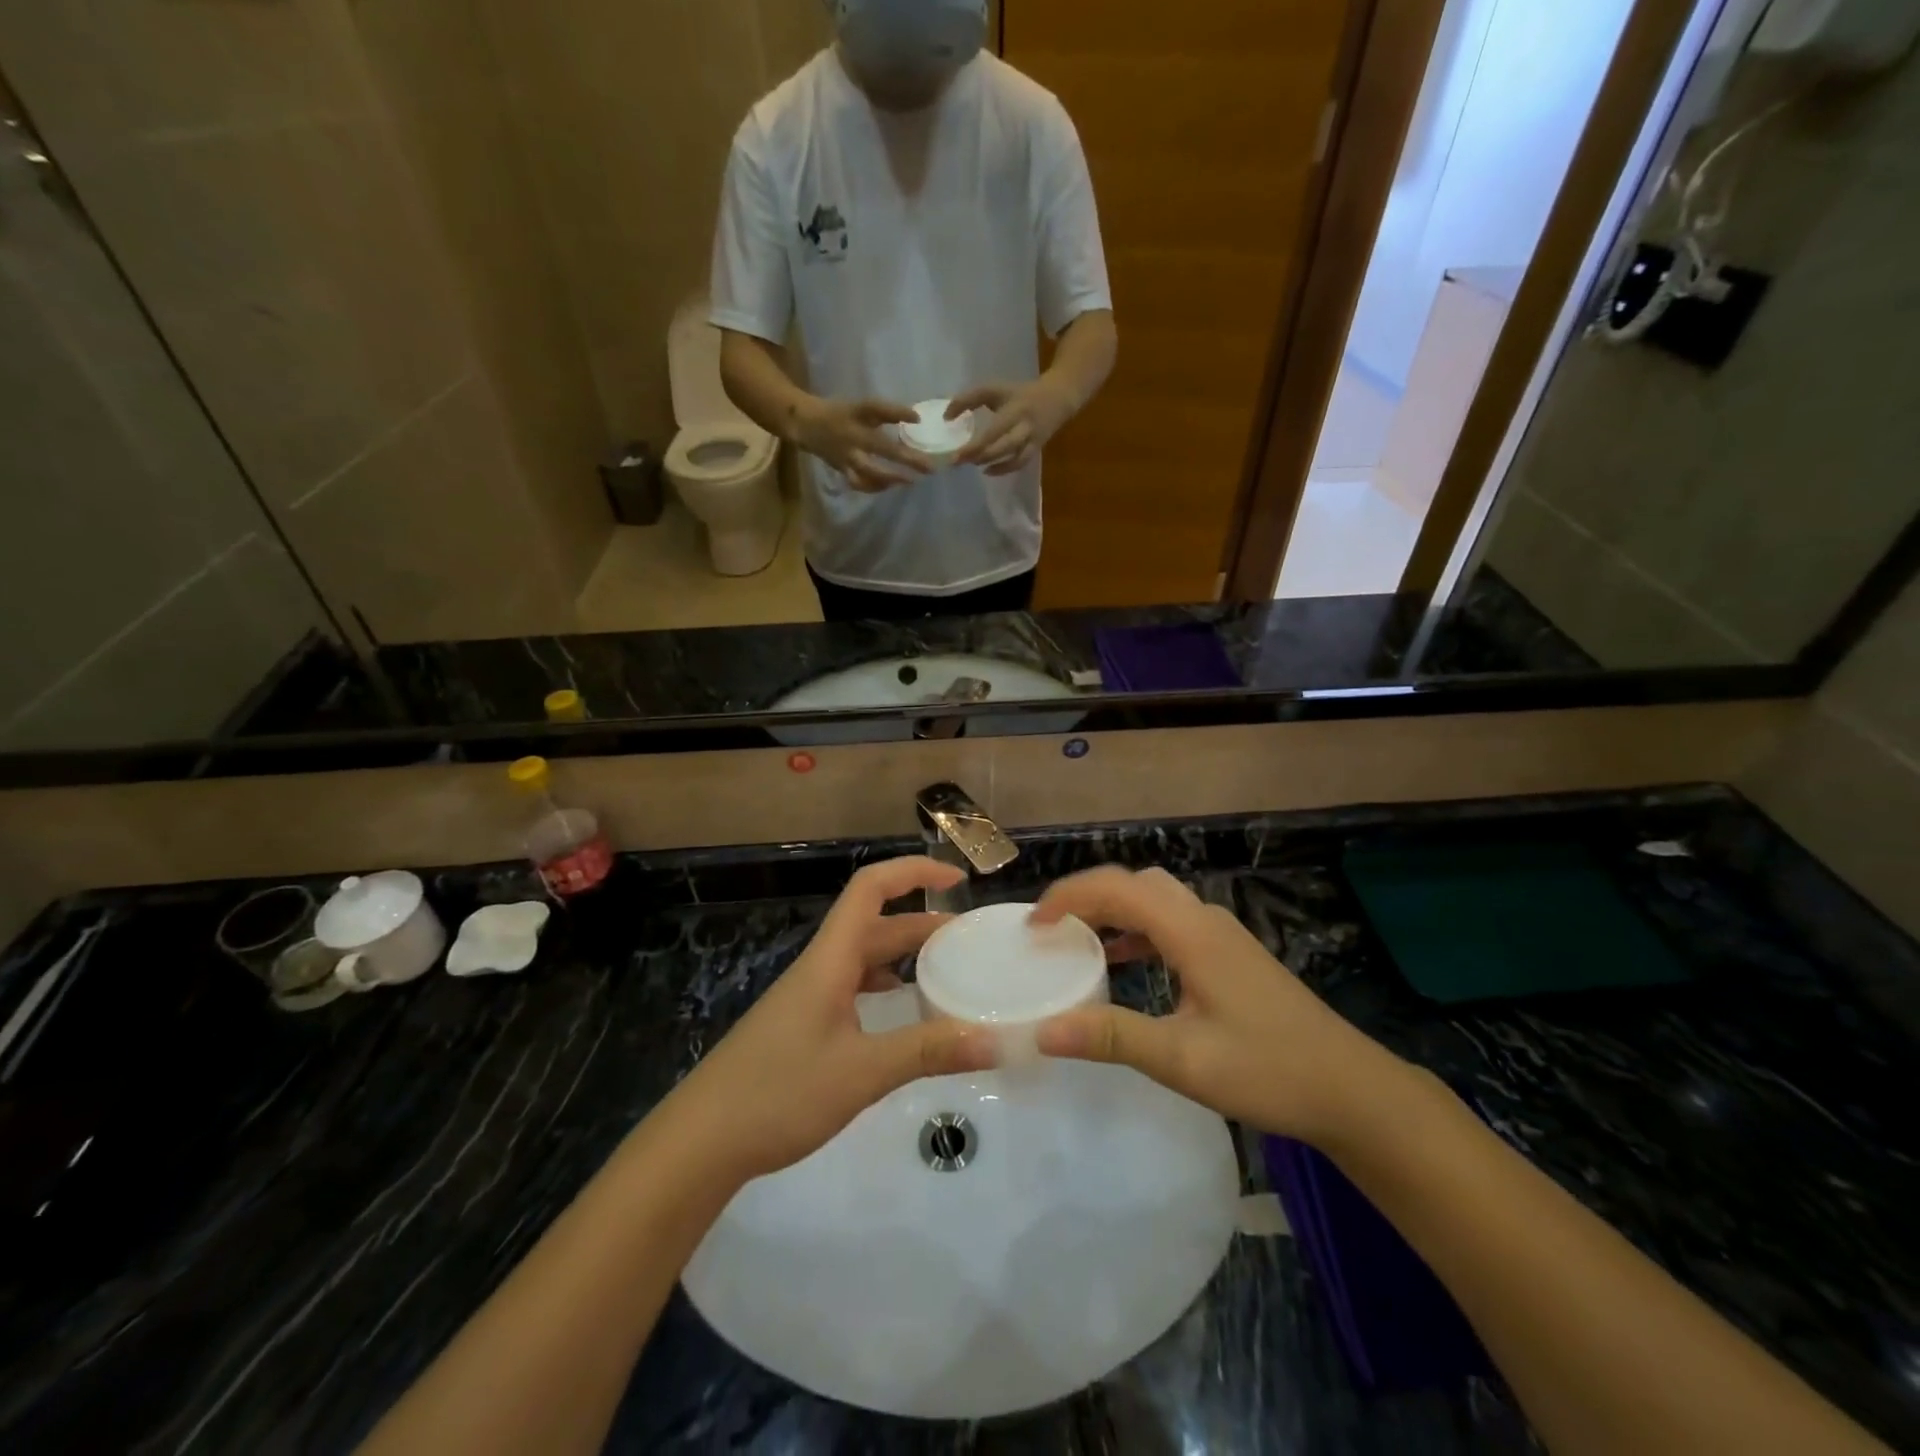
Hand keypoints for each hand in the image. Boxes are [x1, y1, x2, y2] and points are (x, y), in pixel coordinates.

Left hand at [664, 858, 997, 1183]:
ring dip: (905, 957)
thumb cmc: (778, 1093)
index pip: (870, 888)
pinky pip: (853, 989)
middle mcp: (820, 968)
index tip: (958, 880)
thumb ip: (927, 1052)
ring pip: (864, 959)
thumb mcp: (861, 1073)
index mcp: (830, 960)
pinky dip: (885, 989)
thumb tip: (992, 1040)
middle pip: (875, 925)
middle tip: (970, 942)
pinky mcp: (803, 1026)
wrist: (700, 1141)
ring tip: (947, 974)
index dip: (914, 872)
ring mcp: (809, 998)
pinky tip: (903, 1015)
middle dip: (923, 923)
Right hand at [791, 396, 934, 491]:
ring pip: (870, 470)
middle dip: (907, 459)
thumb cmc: (840, 414)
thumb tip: (917, 421)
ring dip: (891, 477)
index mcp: (857, 413)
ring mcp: (846, 454)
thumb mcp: (862, 408)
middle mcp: (853, 435)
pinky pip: (859, 482)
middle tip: (929, 468)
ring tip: (910, 481)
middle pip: (882, 447)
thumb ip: (887, 413)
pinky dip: (874, 486)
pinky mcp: (841, 468)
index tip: (918, 419)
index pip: (878, 409)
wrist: (805, 424)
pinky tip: (889, 486)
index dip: (898, 412)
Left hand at [948, 376, 1076, 475]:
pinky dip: (1003, 469)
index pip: (991, 429)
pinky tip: (987, 471)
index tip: (954, 452)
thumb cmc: (1020, 394)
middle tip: (957, 462)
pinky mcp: (1036, 449)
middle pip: (1002, 445)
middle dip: (979, 455)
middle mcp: (1024, 426)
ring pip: (1013, 457)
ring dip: (992, 463)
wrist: (1058, 398)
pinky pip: (1019, 463)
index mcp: (1014, 409)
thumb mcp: (995, 389)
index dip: (973, 443)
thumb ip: (970, 399)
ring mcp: (1032, 440)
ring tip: (972, 464)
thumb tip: (946, 417)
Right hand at [1031, 867, 1395, 1144]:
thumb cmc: (1268, 1070)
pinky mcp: (1230, 954)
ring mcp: (1221, 935)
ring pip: (1155, 899)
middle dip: (1088, 896)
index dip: (1068, 896)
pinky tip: (1126, 964)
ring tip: (1077, 941)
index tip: (1032, 925)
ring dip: (1114, 911)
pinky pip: (1171, 923)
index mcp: (1190, 932)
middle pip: (1135, 883)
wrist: (1350, 1089)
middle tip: (1051, 929)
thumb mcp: (1183, 1059)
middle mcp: (1204, 919)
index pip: (1116, 888)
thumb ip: (1112, 1037)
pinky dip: (1138, 930)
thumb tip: (1043, 1030)